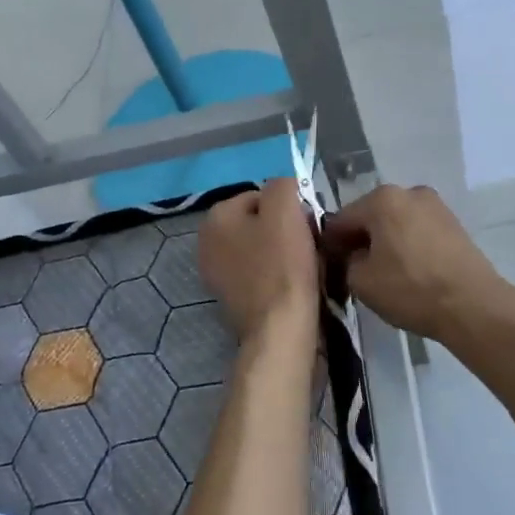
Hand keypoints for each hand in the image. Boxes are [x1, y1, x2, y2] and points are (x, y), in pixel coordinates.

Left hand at [198, 178, 319, 338]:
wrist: (280, 329)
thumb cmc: (282, 265)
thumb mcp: (285, 209)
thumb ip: (282, 185)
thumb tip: (284, 187)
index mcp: (215, 217)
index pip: (261, 196)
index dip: (289, 207)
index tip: (306, 225)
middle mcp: (207, 243)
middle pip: (258, 222)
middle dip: (284, 230)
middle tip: (308, 245)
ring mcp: (216, 274)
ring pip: (260, 248)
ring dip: (282, 253)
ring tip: (305, 267)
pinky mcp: (231, 299)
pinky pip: (260, 274)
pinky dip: (276, 276)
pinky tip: (293, 285)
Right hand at [321, 184, 507, 344]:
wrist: (473, 305)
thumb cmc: (411, 289)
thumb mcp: (361, 282)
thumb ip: (347, 262)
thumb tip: (355, 256)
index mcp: (382, 199)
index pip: (342, 219)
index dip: (331, 243)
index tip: (328, 264)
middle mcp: (409, 192)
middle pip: (371, 215)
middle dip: (360, 239)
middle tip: (354, 270)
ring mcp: (435, 205)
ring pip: (396, 222)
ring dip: (385, 241)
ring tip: (383, 272)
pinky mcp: (454, 223)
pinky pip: (418, 230)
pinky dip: (407, 244)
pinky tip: (408, 270)